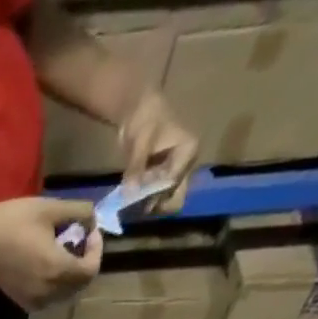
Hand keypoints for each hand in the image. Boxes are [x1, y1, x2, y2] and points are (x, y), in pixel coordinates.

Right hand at [0, 197, 102, 310]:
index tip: (90, 232)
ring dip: (70, 279)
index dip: (96, 251)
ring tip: (65, 257)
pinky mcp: (20, 299)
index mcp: (57, 268)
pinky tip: (48, 272)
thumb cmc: (14, 221)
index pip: (90, 270)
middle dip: (85, 264)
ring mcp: (32, 298)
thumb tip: (92, 220)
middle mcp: (47, 290)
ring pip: (63, 296)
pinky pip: (46, 301)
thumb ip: (80, 212)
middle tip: (80, 244)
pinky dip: (53, 289)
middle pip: (79, 286)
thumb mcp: (51, 207)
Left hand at [118, 90, 198, 213]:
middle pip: (174, 197)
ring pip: (164, 200)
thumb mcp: (141, 142)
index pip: (172, 182)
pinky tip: (129, 201)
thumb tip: (129, 193)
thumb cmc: (146, 118)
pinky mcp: (162, 178)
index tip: (134, 197)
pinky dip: (142, 202)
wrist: (139, 111)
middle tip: (133, 206)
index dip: (153, 194)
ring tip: (129, 205)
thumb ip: (136, 167)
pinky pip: (154, 197)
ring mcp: (174, 173)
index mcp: (188, 151)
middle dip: (154, 204)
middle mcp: (185, 165)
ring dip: (147, 205)